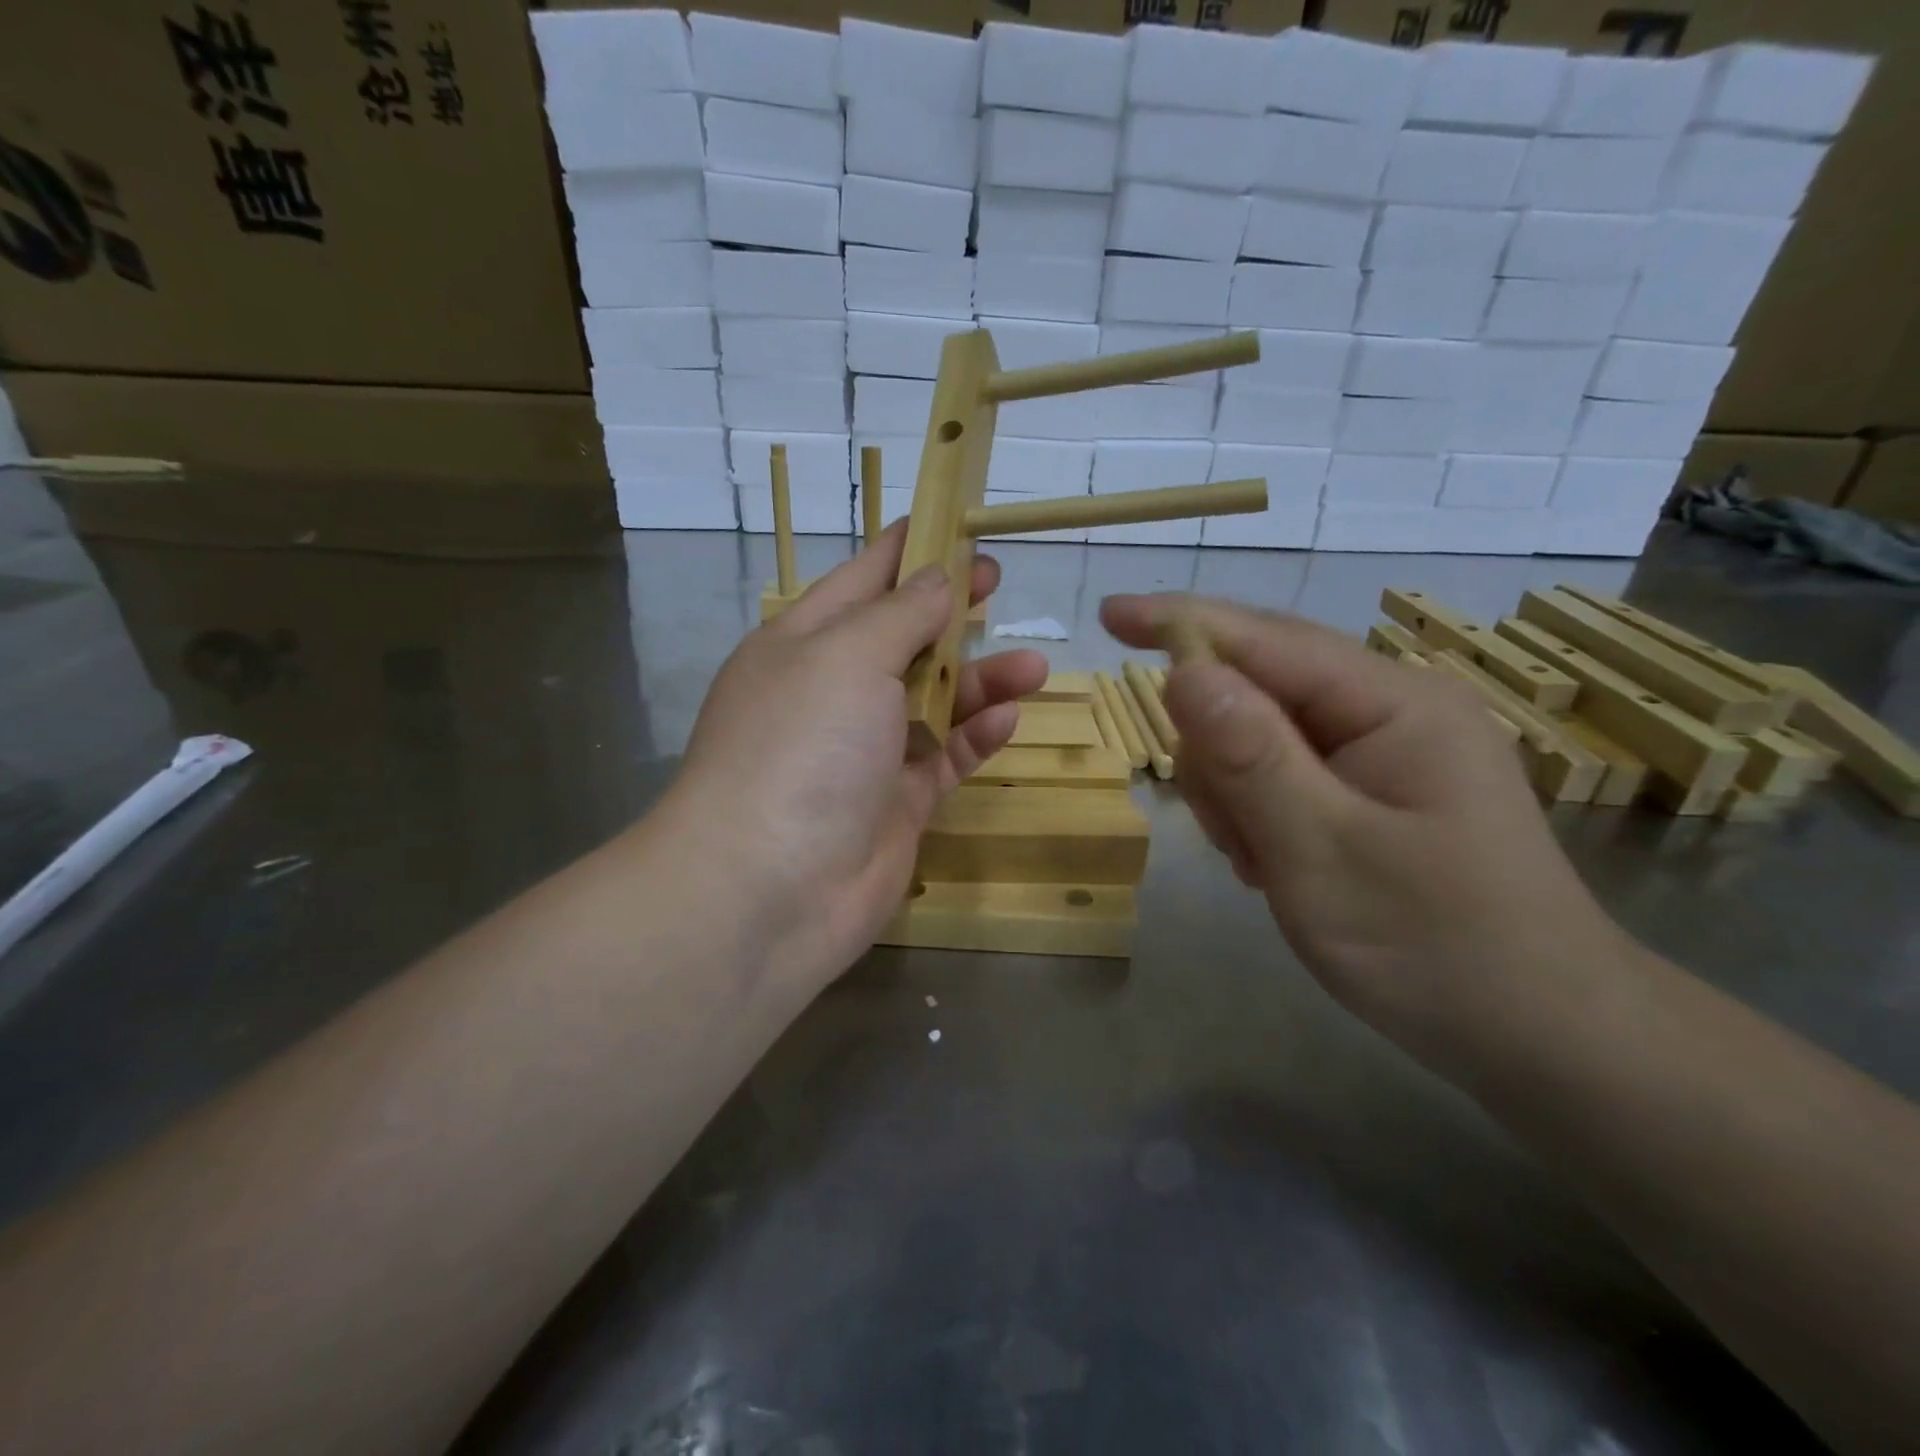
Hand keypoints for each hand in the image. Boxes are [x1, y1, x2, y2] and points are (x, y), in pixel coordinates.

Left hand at [667, 524, 1048, 993]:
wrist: (770, 888)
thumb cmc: (802, 746)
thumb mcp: (847, 656)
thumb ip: (900, 614)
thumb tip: (935, 578)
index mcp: (802, 644)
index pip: (861, 580)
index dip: (907, 549)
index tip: (955, 522)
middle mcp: (831, 693)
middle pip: (901, 638)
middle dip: (949, 611)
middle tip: (999, 584)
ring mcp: (864, 752)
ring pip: (932, 700)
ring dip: (979, 679)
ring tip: (1033, 665)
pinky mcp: (895, 803)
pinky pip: (943, 757)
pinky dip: (974, 737)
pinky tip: (1008, 719)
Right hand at [1102, 593, 1620, 1056]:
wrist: (1540, 1035)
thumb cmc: (1434, 946)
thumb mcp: (1321, 852)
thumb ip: (1249, 756)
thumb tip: (1182, 669)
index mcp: (1393, 703)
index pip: (1266, 640)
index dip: (1180, 623)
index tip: (1106, 615)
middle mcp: (1390, 709)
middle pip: (1259, 687)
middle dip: (1217, 749)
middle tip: (1229, 831)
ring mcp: (1383, 750)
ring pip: (1259, 736)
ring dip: (1237, 792)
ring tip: (1263, 862)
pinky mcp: (1373, 789)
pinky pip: (1282, 774)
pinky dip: (1258, 813)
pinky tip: (1277, 862)